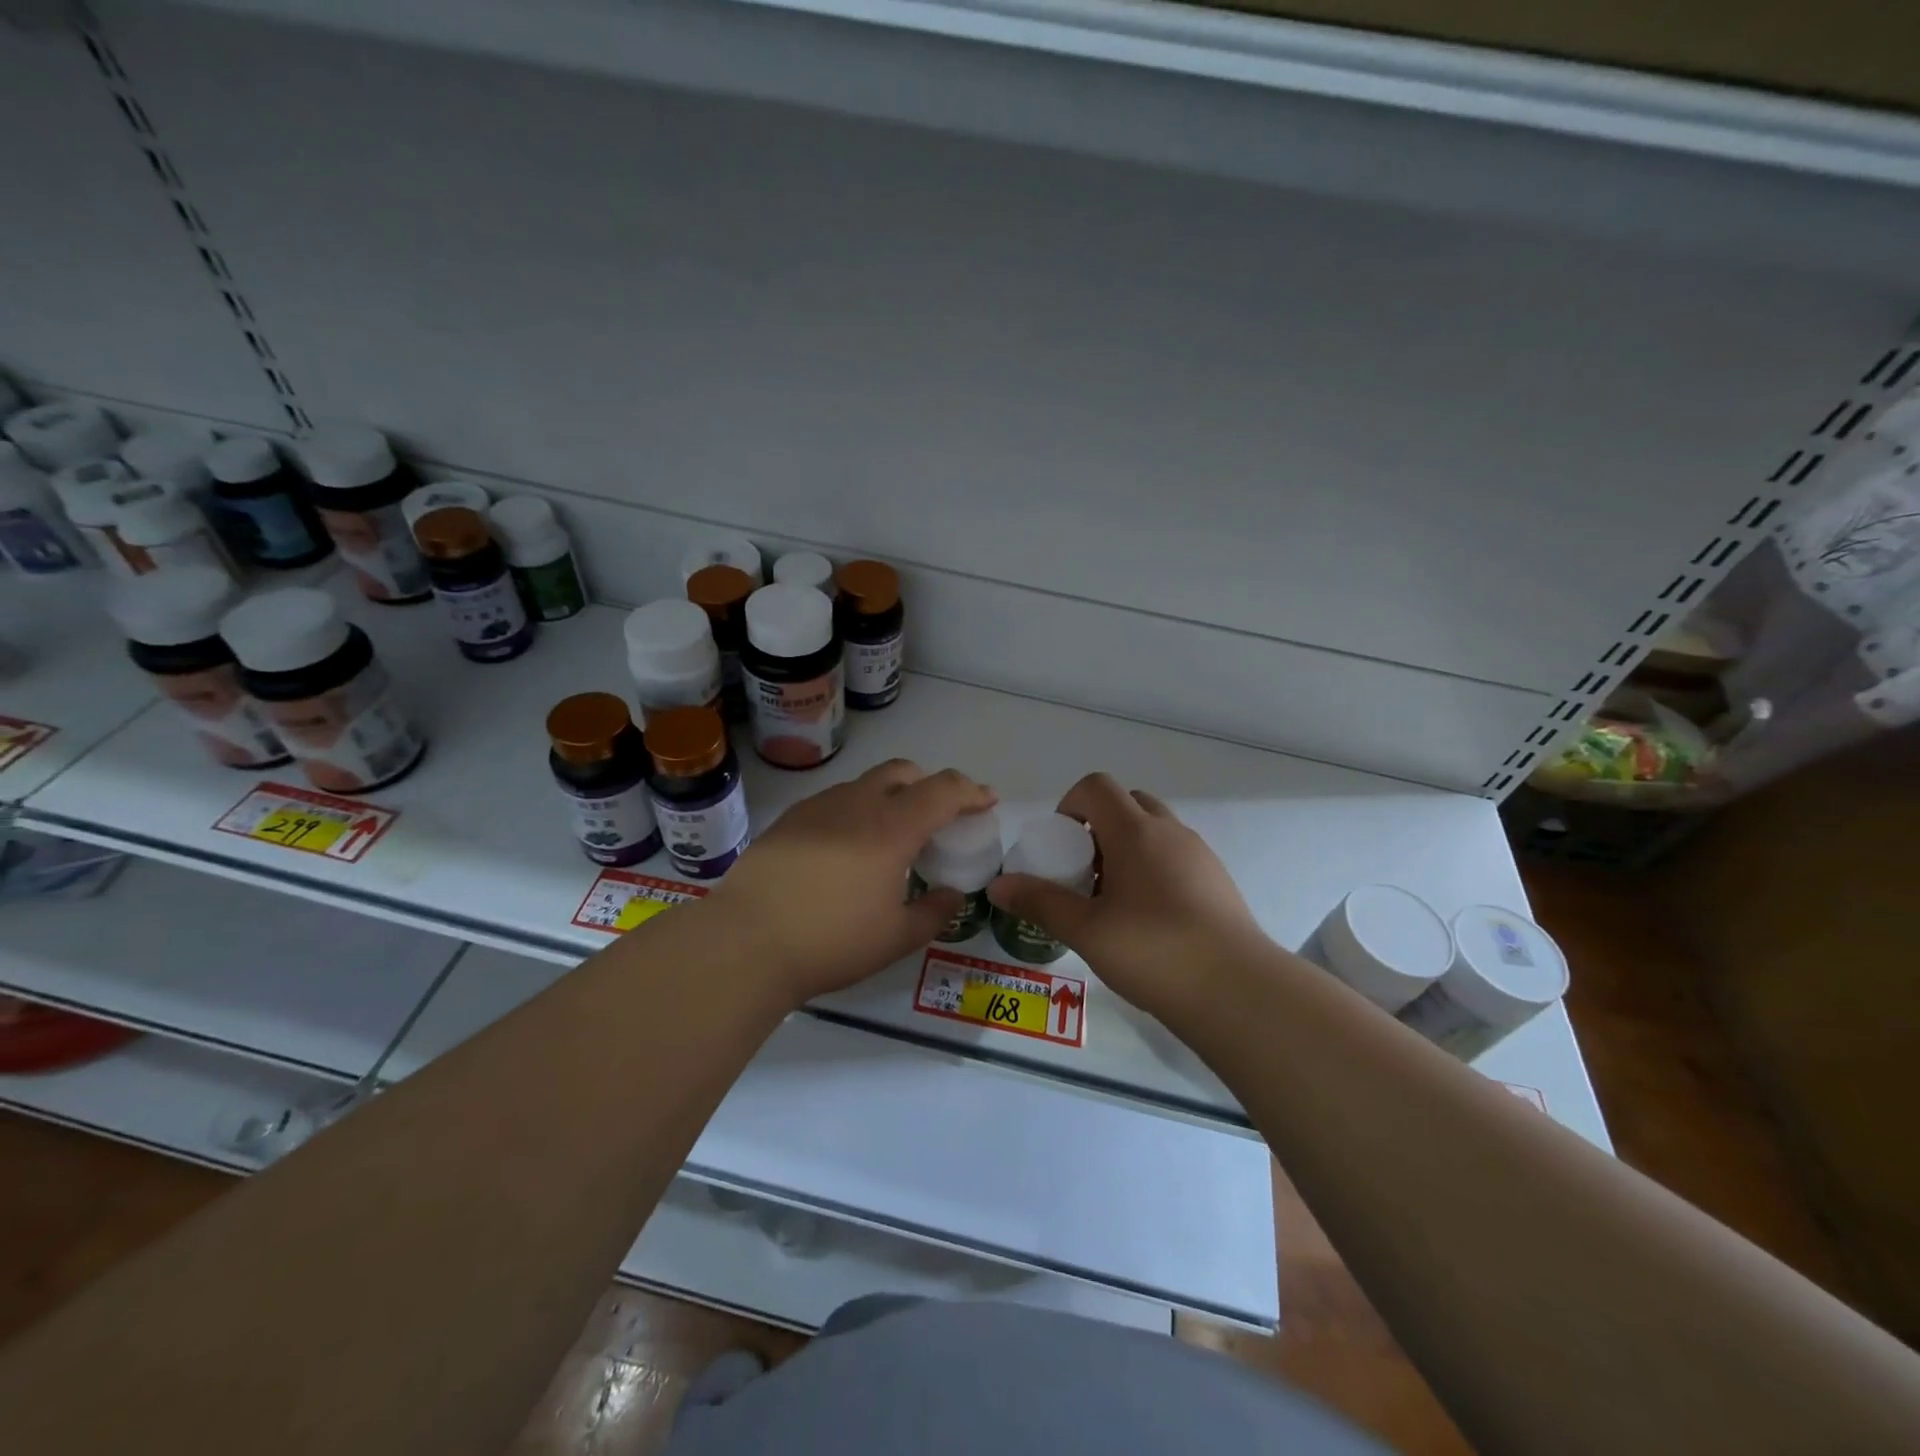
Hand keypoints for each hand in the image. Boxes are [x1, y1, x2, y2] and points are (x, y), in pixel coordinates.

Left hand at [705, 760, 996, 1004]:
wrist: (744, 942)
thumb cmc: (831, 941)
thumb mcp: (895, 938)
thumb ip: (934, 913)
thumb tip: (952, 896)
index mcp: (891, 827)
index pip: (943, 790)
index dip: (971, 791)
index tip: (987, 800)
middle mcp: (856, 804)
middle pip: (903, 771)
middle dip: (929, 783)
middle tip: (939, 814)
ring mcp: (818, 808)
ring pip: (865, 783)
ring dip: (890, 796)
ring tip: (890, 835)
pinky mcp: (788, 821)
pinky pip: (835, 801)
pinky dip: (856, 811)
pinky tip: (846, 848)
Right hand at [987, 773, 1267, 1020]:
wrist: (1238, 991)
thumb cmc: (1153, 951)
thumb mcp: (1086, 930)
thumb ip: (1041, 902)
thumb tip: (999, 886)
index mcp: (1135, 831)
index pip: (1097, 787)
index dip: (1070, 804)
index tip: (1060, 844)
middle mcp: (1169, 832)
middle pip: (1128, 802)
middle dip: (1098, 826)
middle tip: (1083, 870)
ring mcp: (1199, 854)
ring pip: (1154, 830)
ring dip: (1127, 848)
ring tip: (1112, 900)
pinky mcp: (1218, 881)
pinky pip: (1176, 856)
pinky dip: (1153, 868)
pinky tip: (1147, 919)